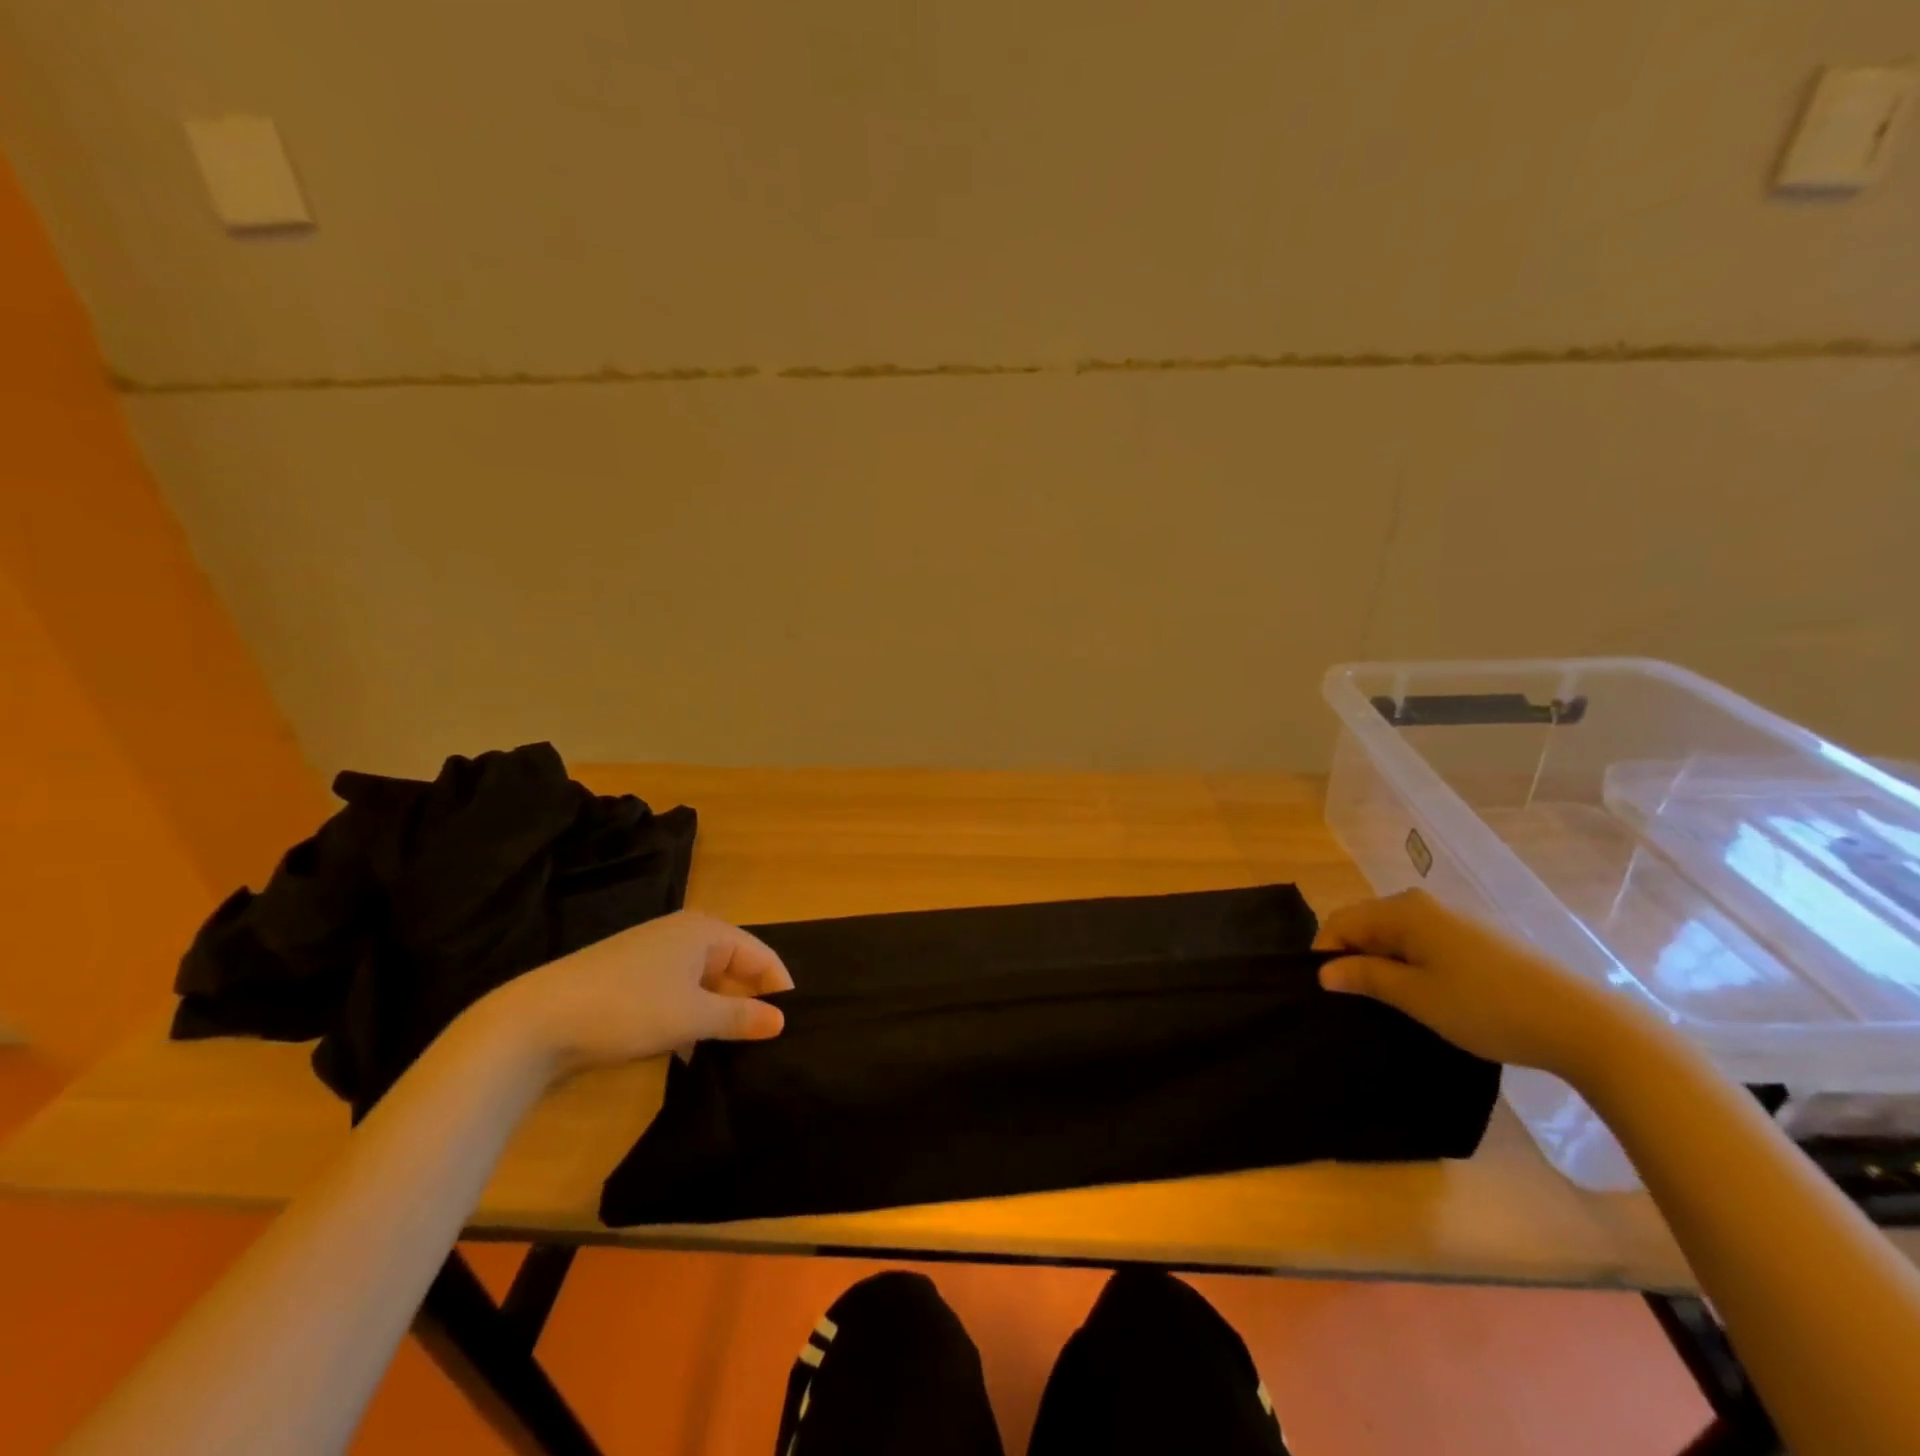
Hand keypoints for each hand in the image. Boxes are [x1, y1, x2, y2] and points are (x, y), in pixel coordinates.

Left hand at [484, 910, 792, 1074]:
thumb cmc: (628, 1007)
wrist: (536, 1022)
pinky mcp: (631, 980)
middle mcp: (683, 935)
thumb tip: (782, 1021)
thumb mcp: (692, 1016)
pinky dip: (691, 1019)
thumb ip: (741, 1017)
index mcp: (705, 931)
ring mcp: (654, 957)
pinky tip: (690, 1052)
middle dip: (749, 1003)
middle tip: (767, 1044)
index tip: (793, 1027)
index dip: (779, 989)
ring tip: (736, 1053)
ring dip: (719, 1015)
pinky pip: (678, 995)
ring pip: (705, 984)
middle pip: (734, 967)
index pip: (761, 955)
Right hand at [1312, 889, 1650, 1078]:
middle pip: (1366, 924)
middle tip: (1354, 1002)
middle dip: (1352, 958)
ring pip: (1395, 935)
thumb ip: (1364, 977)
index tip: (1327, 994)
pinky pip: (1422, 943)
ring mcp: (1453, 920)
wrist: (1582, 1024)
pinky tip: (1424, 997)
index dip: (1325, 954)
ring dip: (1382, 964)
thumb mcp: (1416, 996)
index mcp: (1403, 910)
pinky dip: (1410, 965)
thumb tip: (1323, 971)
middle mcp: (1423, 904)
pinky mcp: (1476, 939)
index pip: (1341, 921)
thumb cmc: (1486, 1007)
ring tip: (1387, 1004)